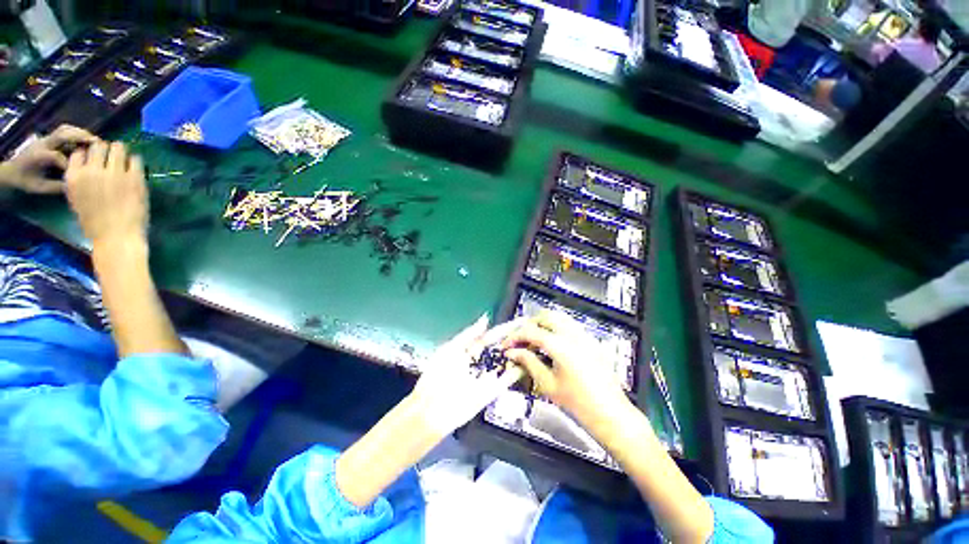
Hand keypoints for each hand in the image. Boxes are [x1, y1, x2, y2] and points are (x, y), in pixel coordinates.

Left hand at [0, 125, 97, 193]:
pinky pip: (64, 131)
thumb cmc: (25, 181)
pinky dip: (76, 132)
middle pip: (63, 134)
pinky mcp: (49, 138)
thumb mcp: (38, 188)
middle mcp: (43, 144)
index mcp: (39, 156)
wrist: (11, 170)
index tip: (81, 173)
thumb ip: (55, 187)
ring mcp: (46, 139)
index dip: (71, 165)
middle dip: (80, 137)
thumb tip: (74, 187)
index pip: (58, 157)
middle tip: (97, 143)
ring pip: (65, 129)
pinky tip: (85, 140)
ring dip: (80, 133)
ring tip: (94, 140)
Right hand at [65, 141, 147, 246]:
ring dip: (121, 152)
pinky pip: (136, 159)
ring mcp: (114, 173)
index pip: (79, 152)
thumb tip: (88, 164)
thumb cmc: (95, 224)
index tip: (95, 159)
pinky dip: (135, 161)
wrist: (117, 237)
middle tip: (111, 158)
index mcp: (74, 177)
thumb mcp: (77, 199)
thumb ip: (81, 180)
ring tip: (123, 161)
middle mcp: (91, 171)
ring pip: (118, 147)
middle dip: (105, 150)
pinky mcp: (134, 178)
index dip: (88, 153)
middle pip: (98, 145)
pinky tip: (135, 169)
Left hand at [411, 315, 524, 436]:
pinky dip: (519, 372)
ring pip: (509, 361)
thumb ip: (469, 334)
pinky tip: (531, 364)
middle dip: (519, 339)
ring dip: (522, 354)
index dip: (507, 328)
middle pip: (504, 347)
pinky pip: (508, 379)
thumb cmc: (437, 375)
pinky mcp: (492, 390)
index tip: (522, 320)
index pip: (494, 335)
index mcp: (471, 349)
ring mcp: (489, 375)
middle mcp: (483, 360)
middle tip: (536, 331)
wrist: (431, 408)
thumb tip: (485, 318)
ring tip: (539, 344)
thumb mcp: (450, 349)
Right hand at [502, 313, 629, 428]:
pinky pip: (569, 324)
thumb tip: (513, 353)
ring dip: (542, 323)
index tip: (506, 346)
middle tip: (519, 340)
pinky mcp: (590, 339)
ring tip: (533, 340)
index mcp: (560, 345)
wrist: (610, 413)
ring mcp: (584, 335)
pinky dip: (556, 327)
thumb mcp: (547, 384)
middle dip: (528, 325)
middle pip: (544, 317)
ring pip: (558, 316)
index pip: (530, 331)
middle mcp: (573, 334)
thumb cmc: (579, 403)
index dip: (514, 337)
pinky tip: (551, 342)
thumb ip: (528, 362)